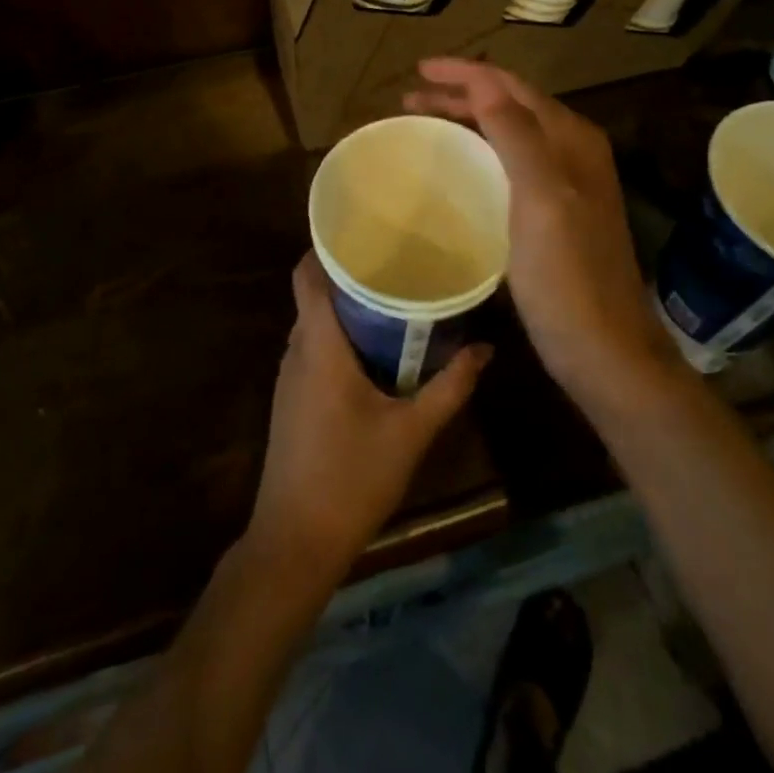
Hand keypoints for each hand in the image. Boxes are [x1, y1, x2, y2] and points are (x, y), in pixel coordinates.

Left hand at [247, 252, 490, 577]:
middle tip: (395, 261)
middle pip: (315, 294)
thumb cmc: (352, 478)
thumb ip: (450, 387)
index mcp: (319, 345)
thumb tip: (485, 349)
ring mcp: (289, 376)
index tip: (365, 231)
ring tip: (390, 297)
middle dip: (350, 275)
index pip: (306, 274)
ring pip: (315, 323)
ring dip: (346, 308)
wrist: (296, 541)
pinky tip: (373, 349)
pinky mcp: (291, 399)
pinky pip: (313, 349)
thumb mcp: (411, 432)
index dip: (326, 246)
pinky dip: (339, 337)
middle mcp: (296, 351)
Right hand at [404, 58, 677, 404]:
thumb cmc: (568, 277)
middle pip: (508, 105)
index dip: (465, 73)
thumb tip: (483, 82)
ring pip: (508, 133)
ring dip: (467, 119)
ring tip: (424, 121)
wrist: (605, 351)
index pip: (510, 86)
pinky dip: (479, 151)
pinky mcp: (553, 212)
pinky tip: (458, 167)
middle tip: (409, 98)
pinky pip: (509, 163)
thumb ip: (517, 135)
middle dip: (460, 94)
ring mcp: (565, 183)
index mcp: (570, 139)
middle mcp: (571, 151)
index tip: (418, 70)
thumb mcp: (541, 200)